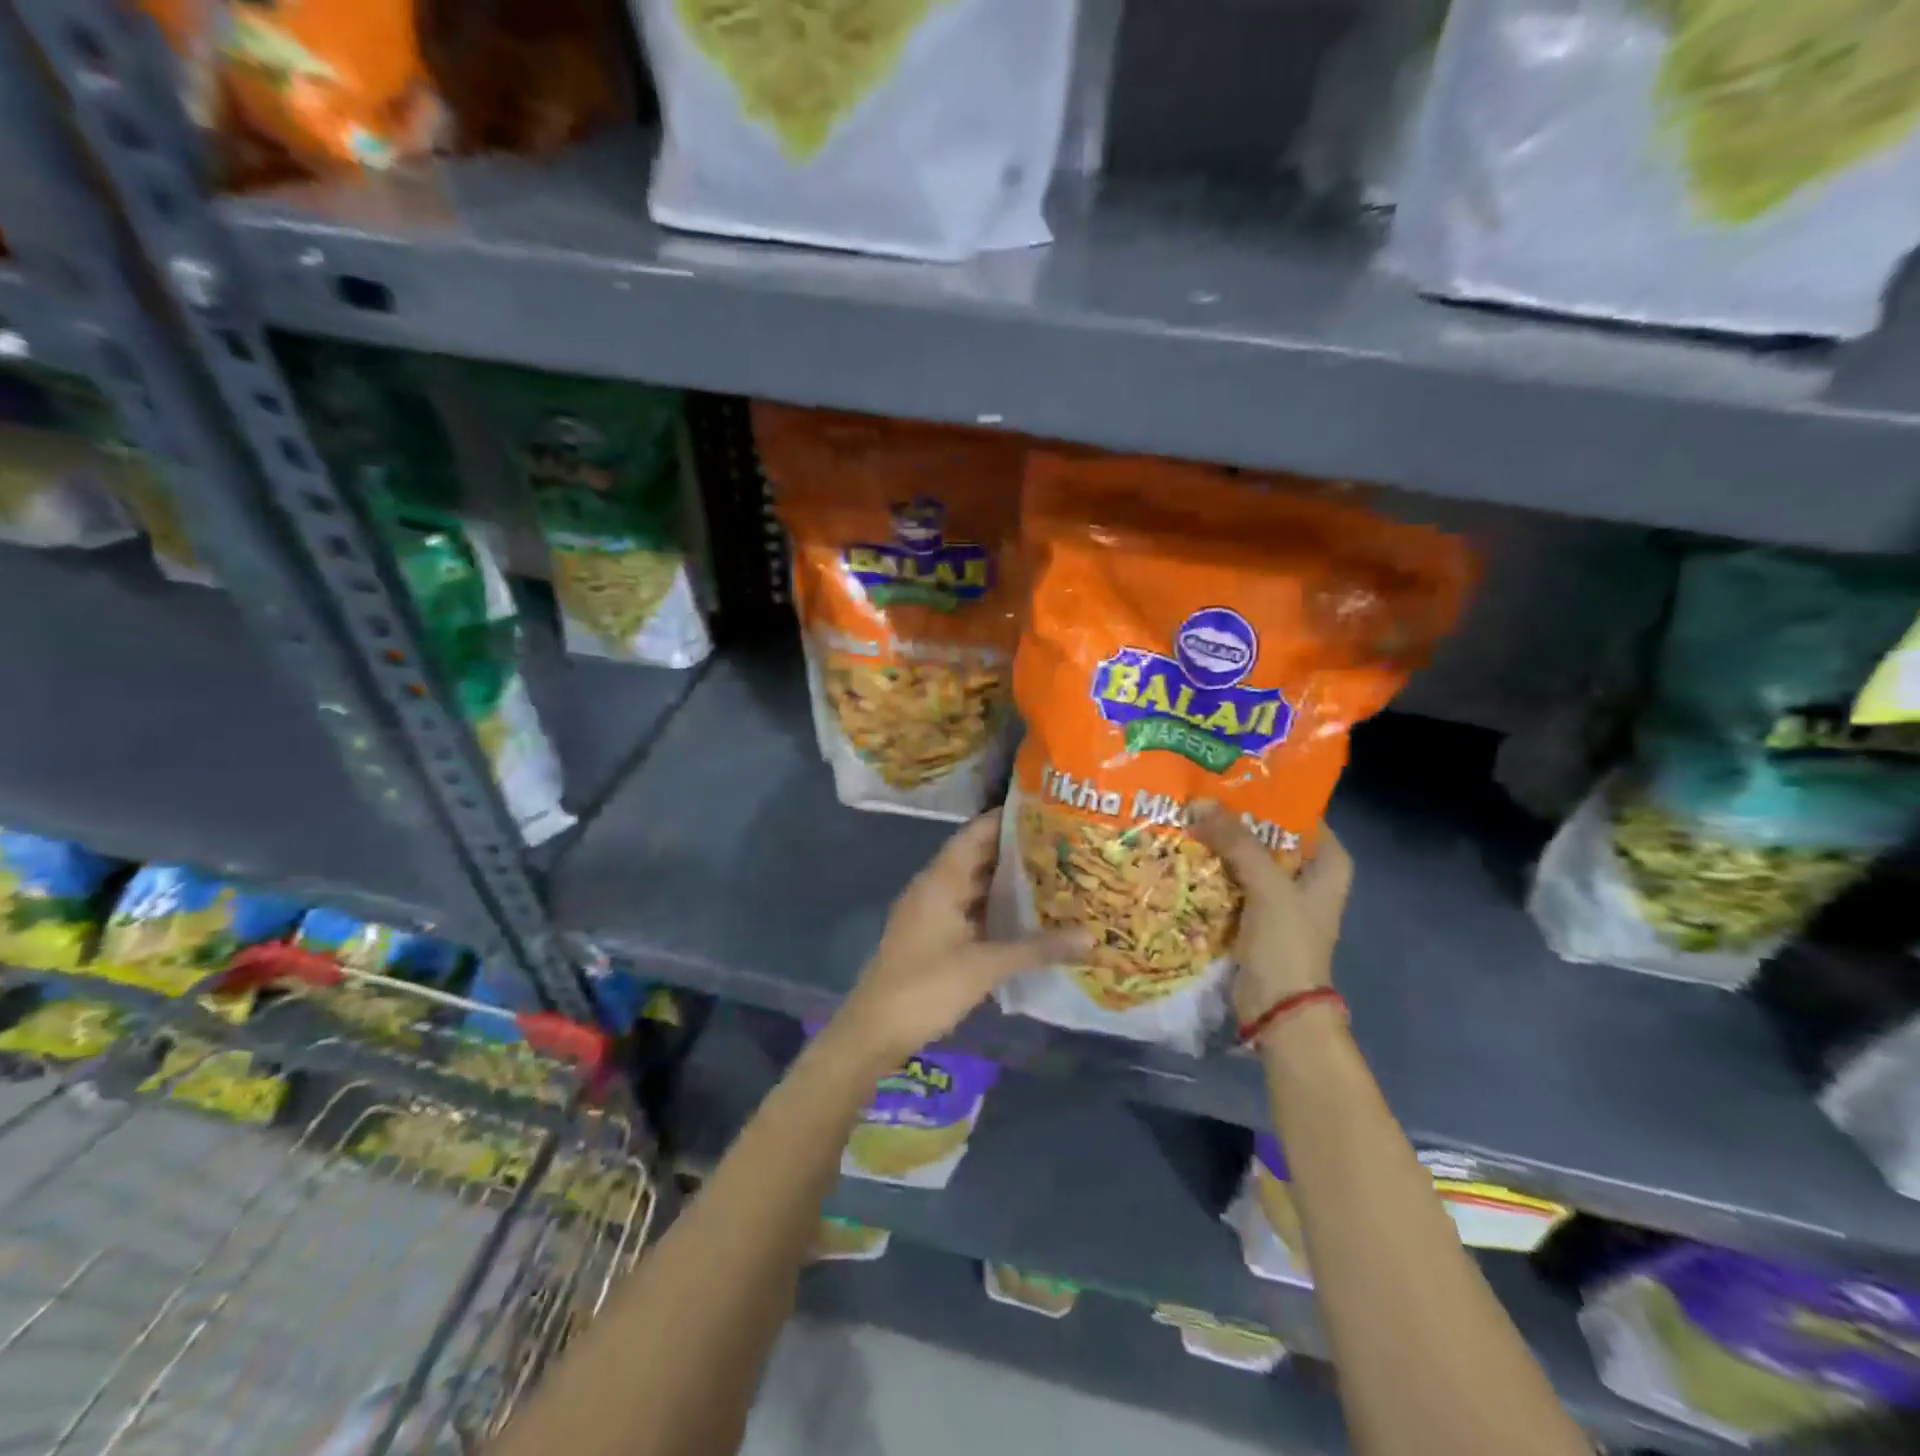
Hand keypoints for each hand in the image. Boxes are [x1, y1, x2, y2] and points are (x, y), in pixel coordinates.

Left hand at [834, 811, 1083, 1062]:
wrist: (876, 1030)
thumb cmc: (927, 987)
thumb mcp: (985, 966)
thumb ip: (1037, 948)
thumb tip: (1090, 937)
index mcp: (940, 881)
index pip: (975, 834)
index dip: (1007, 819)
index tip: (1046, 811)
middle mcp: (935, 888)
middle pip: (978, 858)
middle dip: (1016, 851)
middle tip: (1063, 844)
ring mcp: (933, 913)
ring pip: (975, 886)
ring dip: (1007, 882)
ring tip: (1054, 874)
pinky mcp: (935, 937)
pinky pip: (971, 910)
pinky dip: (996, 908)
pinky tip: (1027, 915)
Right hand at [1189, 802, 1352, 1024]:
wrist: (1278, 1009)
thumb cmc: (1288, 943)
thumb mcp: (1267, 886)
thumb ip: (1236, 842)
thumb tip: (1199, 803)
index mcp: (1328, 863)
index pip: (1298, 813)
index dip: (1266, 794)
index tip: (1228, 777)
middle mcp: (1306, 874)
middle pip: (1266, 834)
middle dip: (1232, 818)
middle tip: (1197, 794)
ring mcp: (1277, 896)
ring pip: (1244, 856)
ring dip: (1217, 843)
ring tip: (1183, 816)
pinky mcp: (1252, 914)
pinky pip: (1229, 880)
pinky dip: (1211, 868)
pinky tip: (1183, 851)